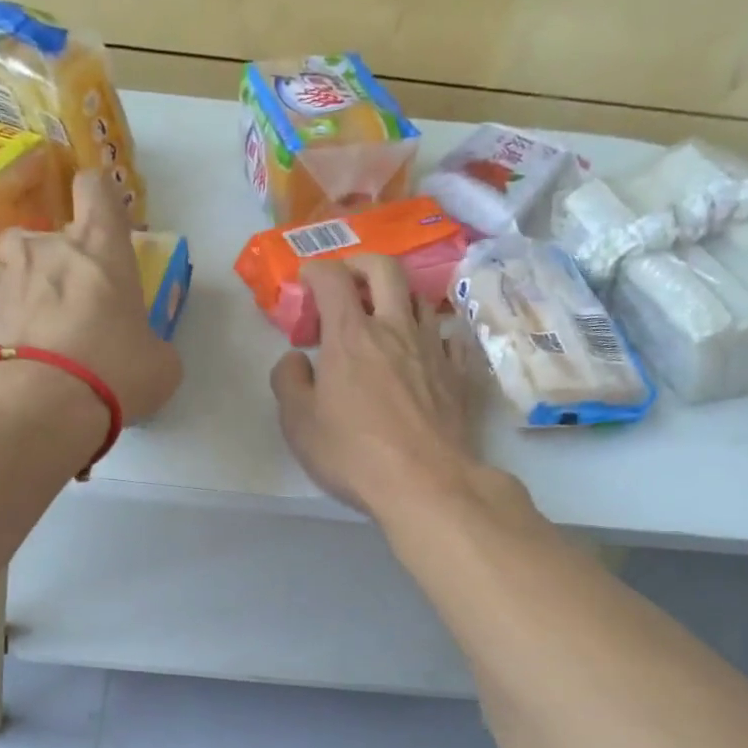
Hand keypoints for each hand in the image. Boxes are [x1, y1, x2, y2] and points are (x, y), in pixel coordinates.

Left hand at [0, 171, 181, 422]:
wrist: (45, 405)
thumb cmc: (114, 372)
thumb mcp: (160, 363)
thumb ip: (152, 344)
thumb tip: (144, 350)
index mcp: (98, 248)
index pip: (95, 188)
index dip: (97, 197)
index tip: (100, 222)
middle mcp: (44, 249)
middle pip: (39, 230)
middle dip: (48, 258)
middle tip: (64, 297)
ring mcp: (3, 277)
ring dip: (11, 280)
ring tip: (25, 315)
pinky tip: (6, 342)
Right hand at [270, 255, 479, 516]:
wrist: (425, 483)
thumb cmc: (352, 453)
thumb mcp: (298, 424)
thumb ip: (288, 382)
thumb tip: (295, 359)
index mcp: (350, 335)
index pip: (332, 279)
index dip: (316, 271)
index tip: (307, 281)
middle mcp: (395, 328)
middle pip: (385, 269)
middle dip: (361, 264)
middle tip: (348, 281)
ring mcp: (432, 348)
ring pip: (419, 299)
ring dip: (397, 298)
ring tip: (384, 319)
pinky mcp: (458, 373)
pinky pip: (448, 335)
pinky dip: (431, 333)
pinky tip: (424, 350)